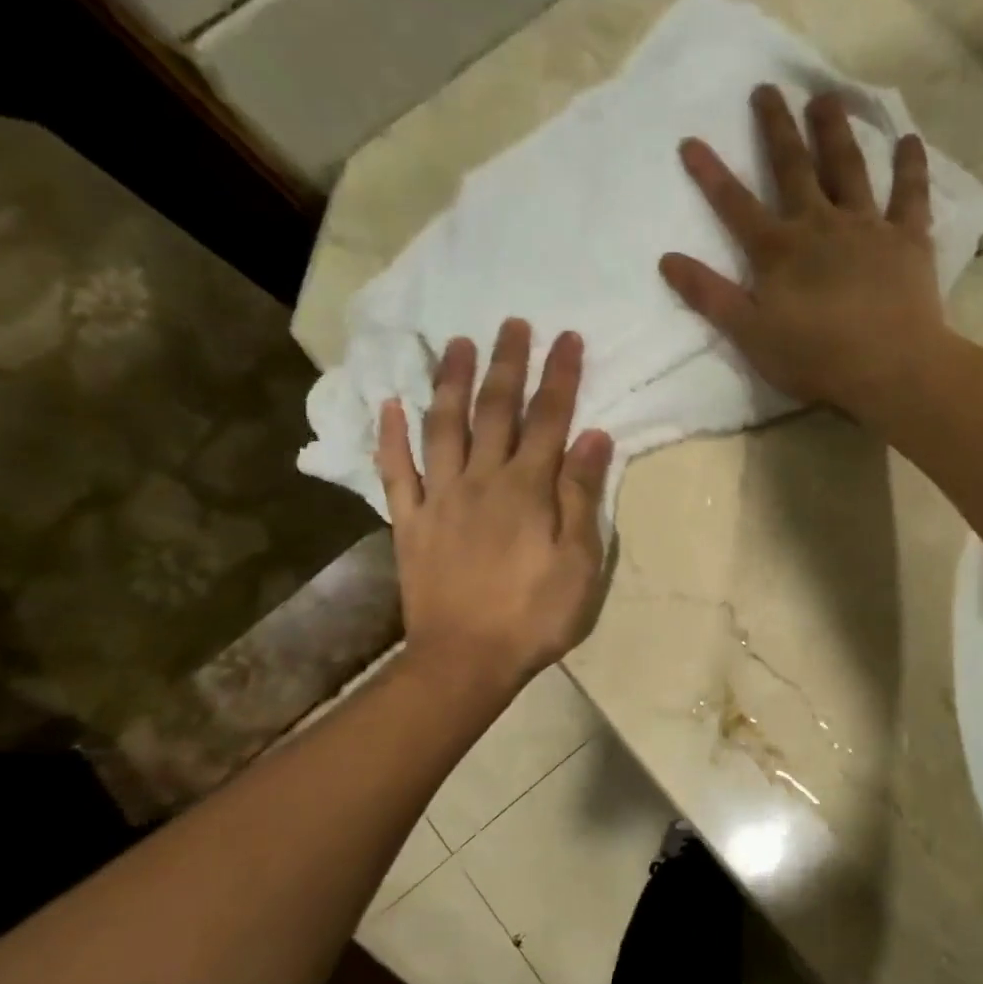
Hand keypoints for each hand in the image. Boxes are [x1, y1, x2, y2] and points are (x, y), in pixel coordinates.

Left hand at [375, 318, 613, 689]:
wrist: (466, 660)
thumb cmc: (535, 615)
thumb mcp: (579, 562)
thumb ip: (582, 496)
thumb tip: (593, 436)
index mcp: (527, 489)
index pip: (548, 419)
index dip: (559, 377)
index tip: (567, 338)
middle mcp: (481, 480)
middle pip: (494, 411)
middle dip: (506, 364)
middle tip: (511, 323)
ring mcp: (439, 498)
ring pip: (442, 427)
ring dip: (450, 382)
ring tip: (456, 343)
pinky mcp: (409, 523)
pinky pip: (395, 472)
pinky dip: (390, 436)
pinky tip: (390, 405)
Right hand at [658, 85, 943, 415]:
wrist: (889, 368)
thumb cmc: (816, 359)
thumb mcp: (750, 335)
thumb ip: (710, 296)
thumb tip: (667, 259)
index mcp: (778, 251)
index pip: (735, 205)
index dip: (711, 175)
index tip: (690, 140)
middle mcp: (819, 224)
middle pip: (793, 168)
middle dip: (776, 128)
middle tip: (768, 88)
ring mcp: (866, 226)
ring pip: (848, 167)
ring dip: (834, 130)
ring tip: (826, 97)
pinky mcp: (908, 238)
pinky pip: (910, 194)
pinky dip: (910, 166)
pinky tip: (909, 139)